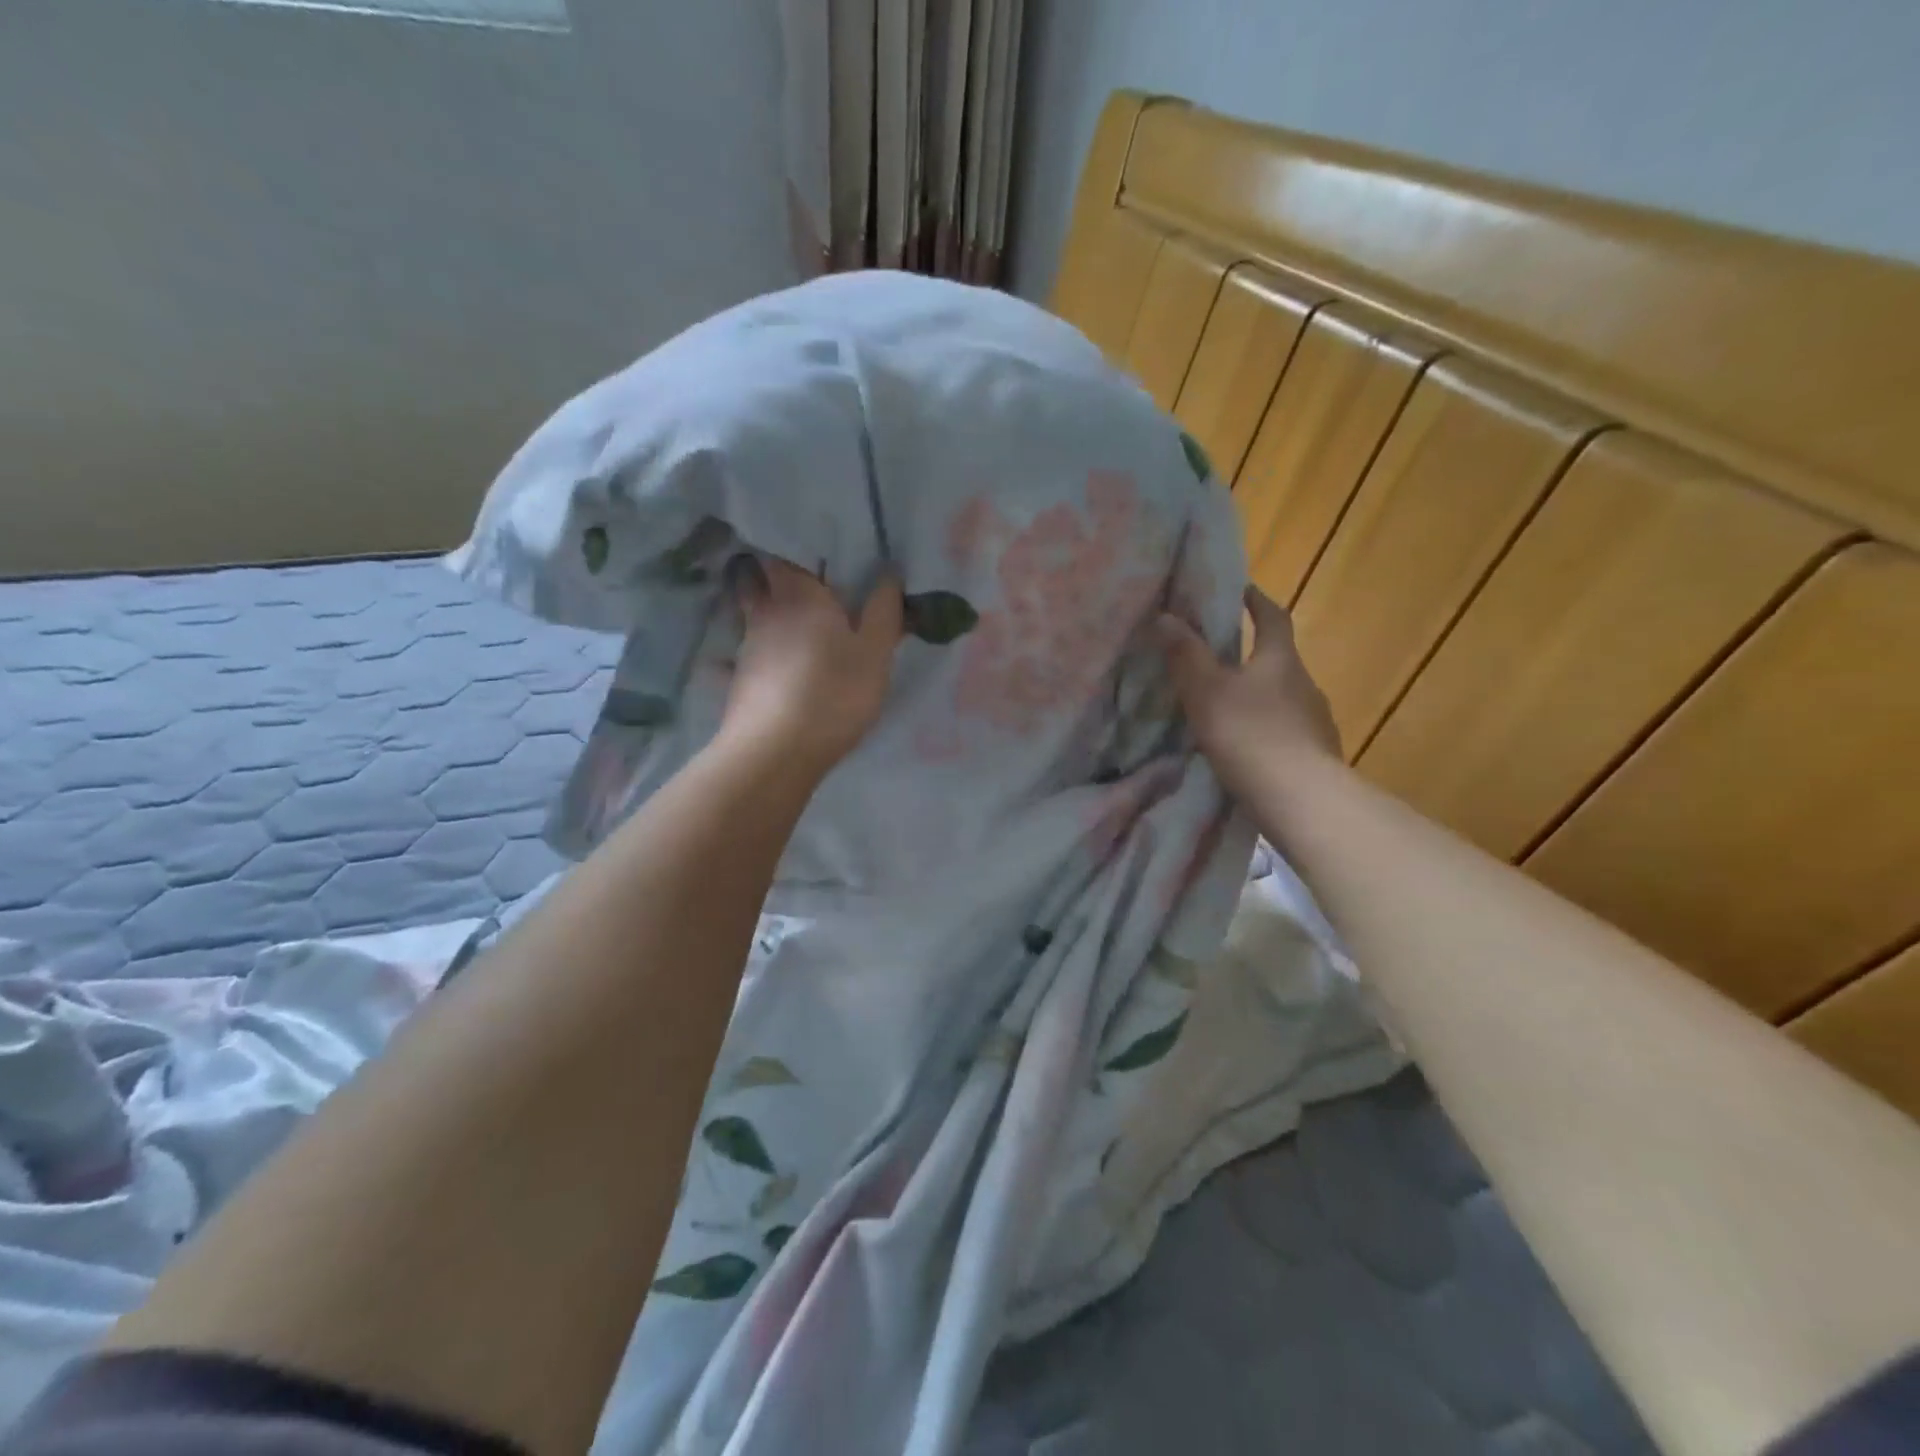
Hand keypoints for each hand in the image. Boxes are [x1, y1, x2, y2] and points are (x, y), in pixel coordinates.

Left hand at [720, 555, 903, 775]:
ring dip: (768, 614)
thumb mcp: (875, 653)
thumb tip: (888, 571)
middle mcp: (765, 612)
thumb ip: (883, 610)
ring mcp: (746, 647)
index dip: (792, 545)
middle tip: (800, 580)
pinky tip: (777, 665)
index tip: (812, 547)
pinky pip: (750, 653)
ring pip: (752, 616)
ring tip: (794, 623)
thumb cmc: (833, 692)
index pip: (782, 551)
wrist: (775, 752)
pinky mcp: (739, 681)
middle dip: (772, 575)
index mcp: (799, 594)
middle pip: (757, 579)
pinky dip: (762, 652)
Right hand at [1157, 585, 1341, 798]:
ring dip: (1259, 695)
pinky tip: (1247, 747)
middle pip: (1279, 659)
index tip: (1242, 590)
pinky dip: (1266, 730)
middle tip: (1220, 657)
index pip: (1273, 617)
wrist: (1303, 800)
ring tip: (1228, 707)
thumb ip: (1186, 655)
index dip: (1257, 601)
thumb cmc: (1251, 736)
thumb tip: (1166, 616)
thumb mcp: (1207, 692)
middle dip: (1253, 654)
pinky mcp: (1316, 756)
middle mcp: (1305, 684)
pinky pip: (1287, 731)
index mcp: (1280, 660)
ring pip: (1283, 698)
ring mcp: (1315, 722)